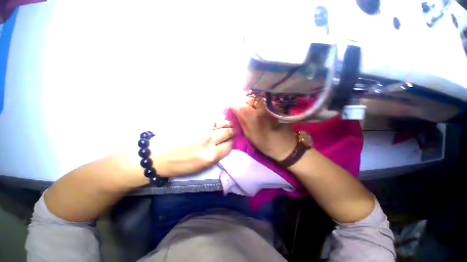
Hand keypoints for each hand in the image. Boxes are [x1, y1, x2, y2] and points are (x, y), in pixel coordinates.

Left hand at [152, 122, 235, 176]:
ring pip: (221, 124)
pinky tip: (220, 119)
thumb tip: (223, 147)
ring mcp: (202, 130)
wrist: (158, 156)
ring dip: (227, 124)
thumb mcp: (201, 167)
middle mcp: (209, 141)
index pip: (229, 146)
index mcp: (211, 156)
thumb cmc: (180, 165)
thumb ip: (215, 156)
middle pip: (227, 133)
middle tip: (234, 131)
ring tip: (230, 124)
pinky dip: (218, 120)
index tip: (231, 141)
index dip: (231, 143)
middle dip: (232, 132)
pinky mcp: (195, 123)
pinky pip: (211, 120)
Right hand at [232, 97, 296, 160]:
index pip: (239, 105)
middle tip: (244, 112)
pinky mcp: (276, 106)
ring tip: (253, 112)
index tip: (232, 108)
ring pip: (256, 99)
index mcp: (253, 116)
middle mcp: (261, 107)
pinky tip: (261, 112)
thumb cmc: (265, 143)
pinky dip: (259, 104)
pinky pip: (264, 101)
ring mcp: (270, 105)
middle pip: (248, 99)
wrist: (285, 146)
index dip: (234, 105)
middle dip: (243, 104)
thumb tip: (234, 109)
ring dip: (252, 104)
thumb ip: (241, 120)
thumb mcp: (249, 135)